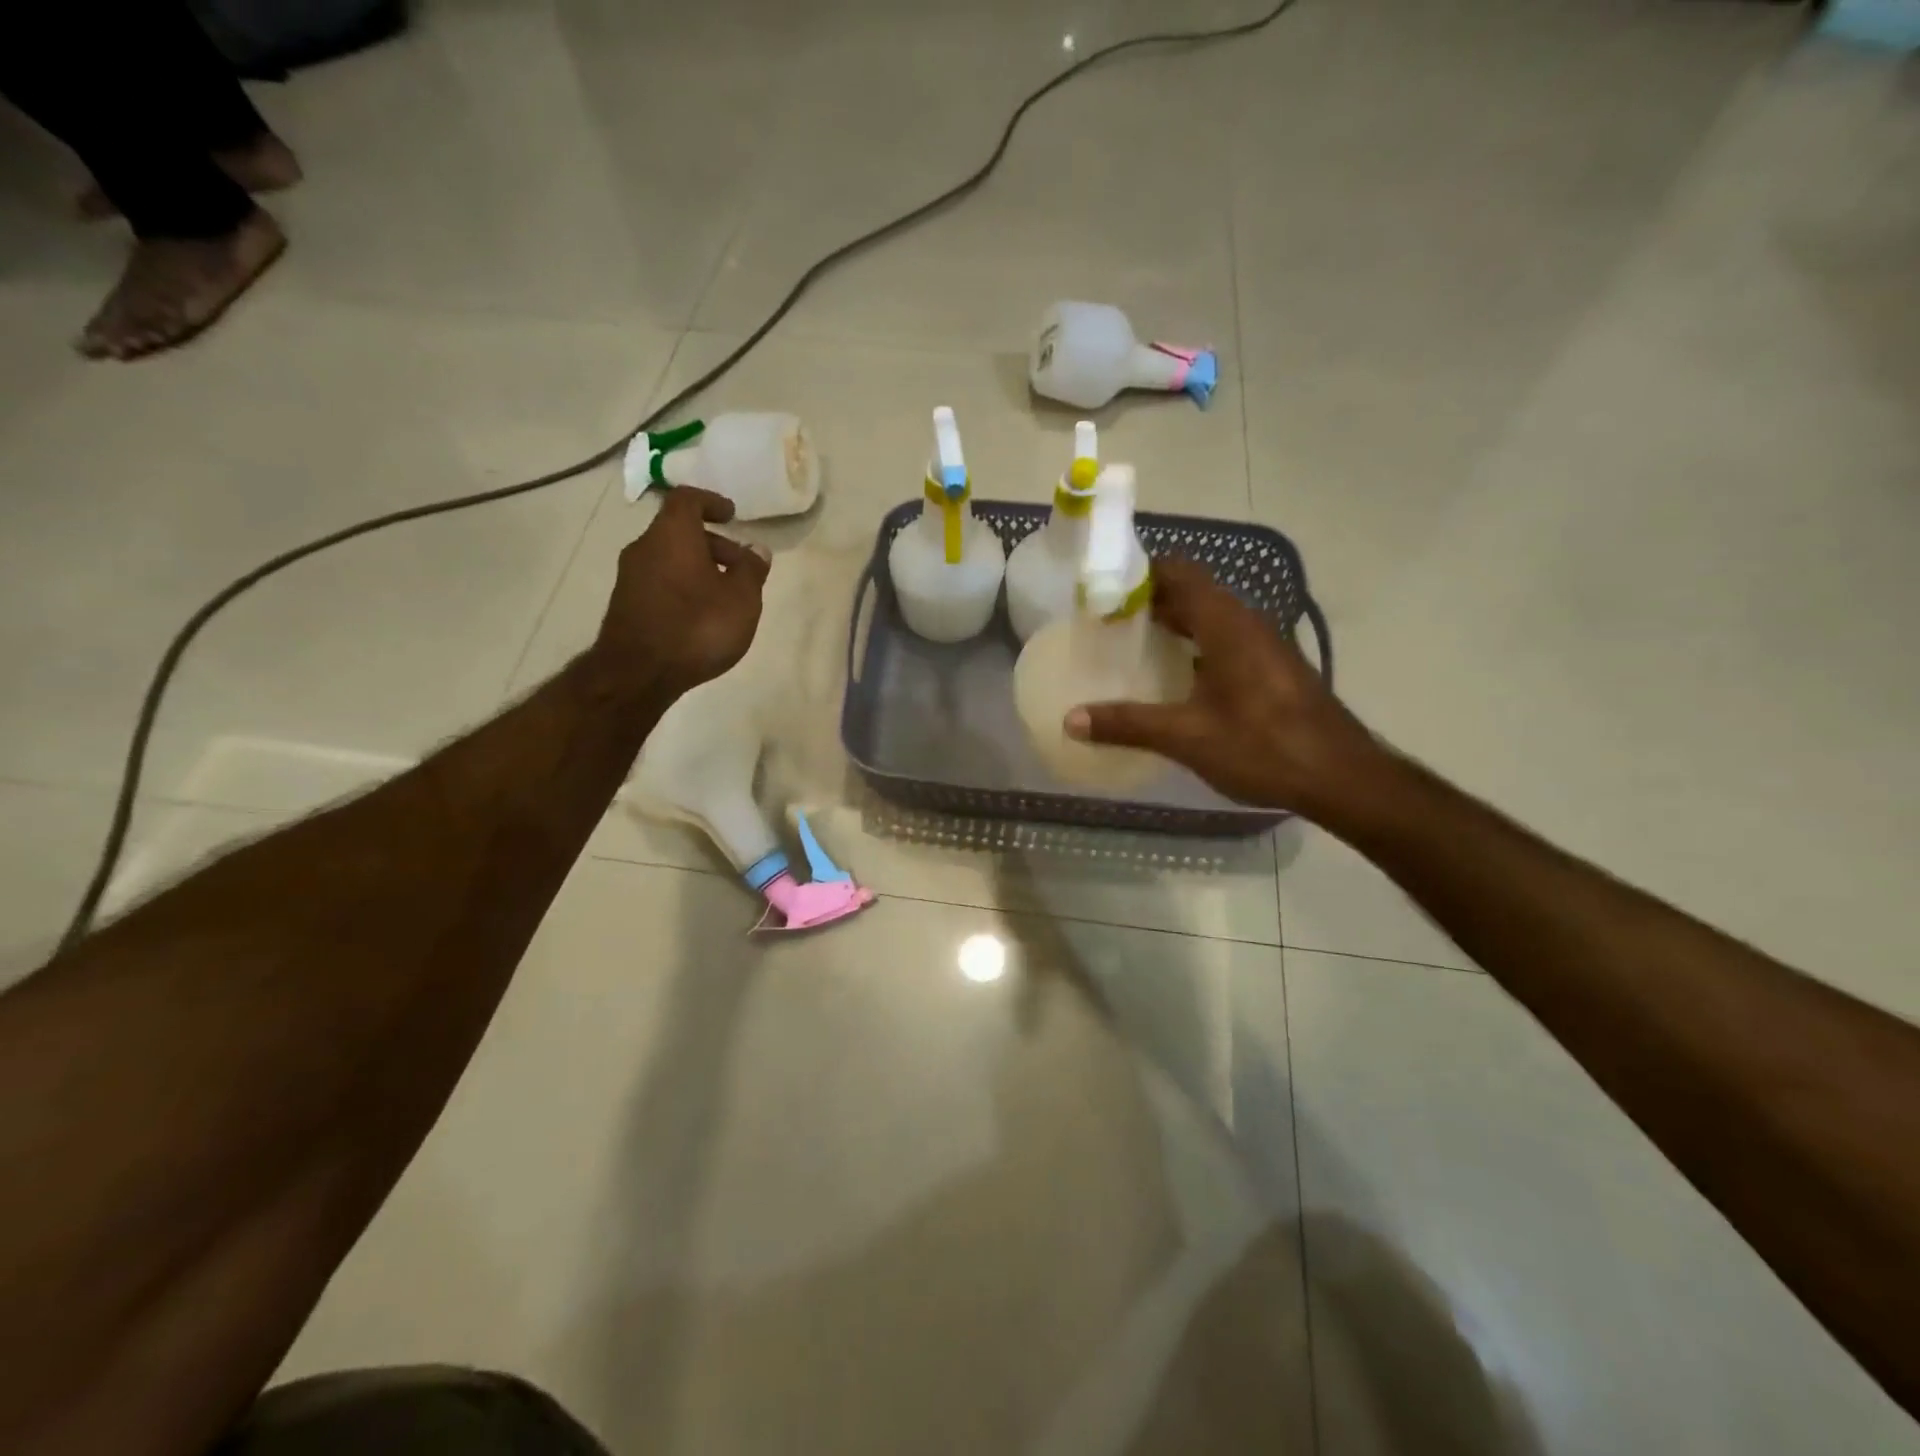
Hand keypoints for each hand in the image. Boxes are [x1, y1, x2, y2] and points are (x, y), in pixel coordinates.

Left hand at [596, 487, 769, 695]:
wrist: (638, 674)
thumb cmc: (697, 627)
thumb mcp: (741, 599)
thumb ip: (751, 570)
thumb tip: (757, 550)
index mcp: (672, 534)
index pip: (687, 499)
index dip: (711, 502)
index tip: (732, 515)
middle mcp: (645, 547)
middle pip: (679, 531)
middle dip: (713, 543)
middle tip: (740, 565)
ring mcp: (630, 576)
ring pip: (669, 558)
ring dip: (698, 567)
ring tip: (725, 595)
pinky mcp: (626, 604)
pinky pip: (660, 581)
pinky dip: (683, 585)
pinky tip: (701, 614)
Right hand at [1065, 557, 1377, 816]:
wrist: (1341, 777)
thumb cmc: (1263, 746)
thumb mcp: (1187, 737)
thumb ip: (1127, 724)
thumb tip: (1071, 720)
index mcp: (1227, 624)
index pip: (1180, 573)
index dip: (1140, 574)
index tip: (1102, 590)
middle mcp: (1248, 623)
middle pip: (1193, 593)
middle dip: (1150, 600)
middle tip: (1106, 620)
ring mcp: (1264, 646)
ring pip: (1211, 618)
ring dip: (1174, 623)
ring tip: (1131, 644)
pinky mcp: (1272, 669)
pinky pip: (1224, 640)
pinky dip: (1194, 645)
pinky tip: (1174, 678)